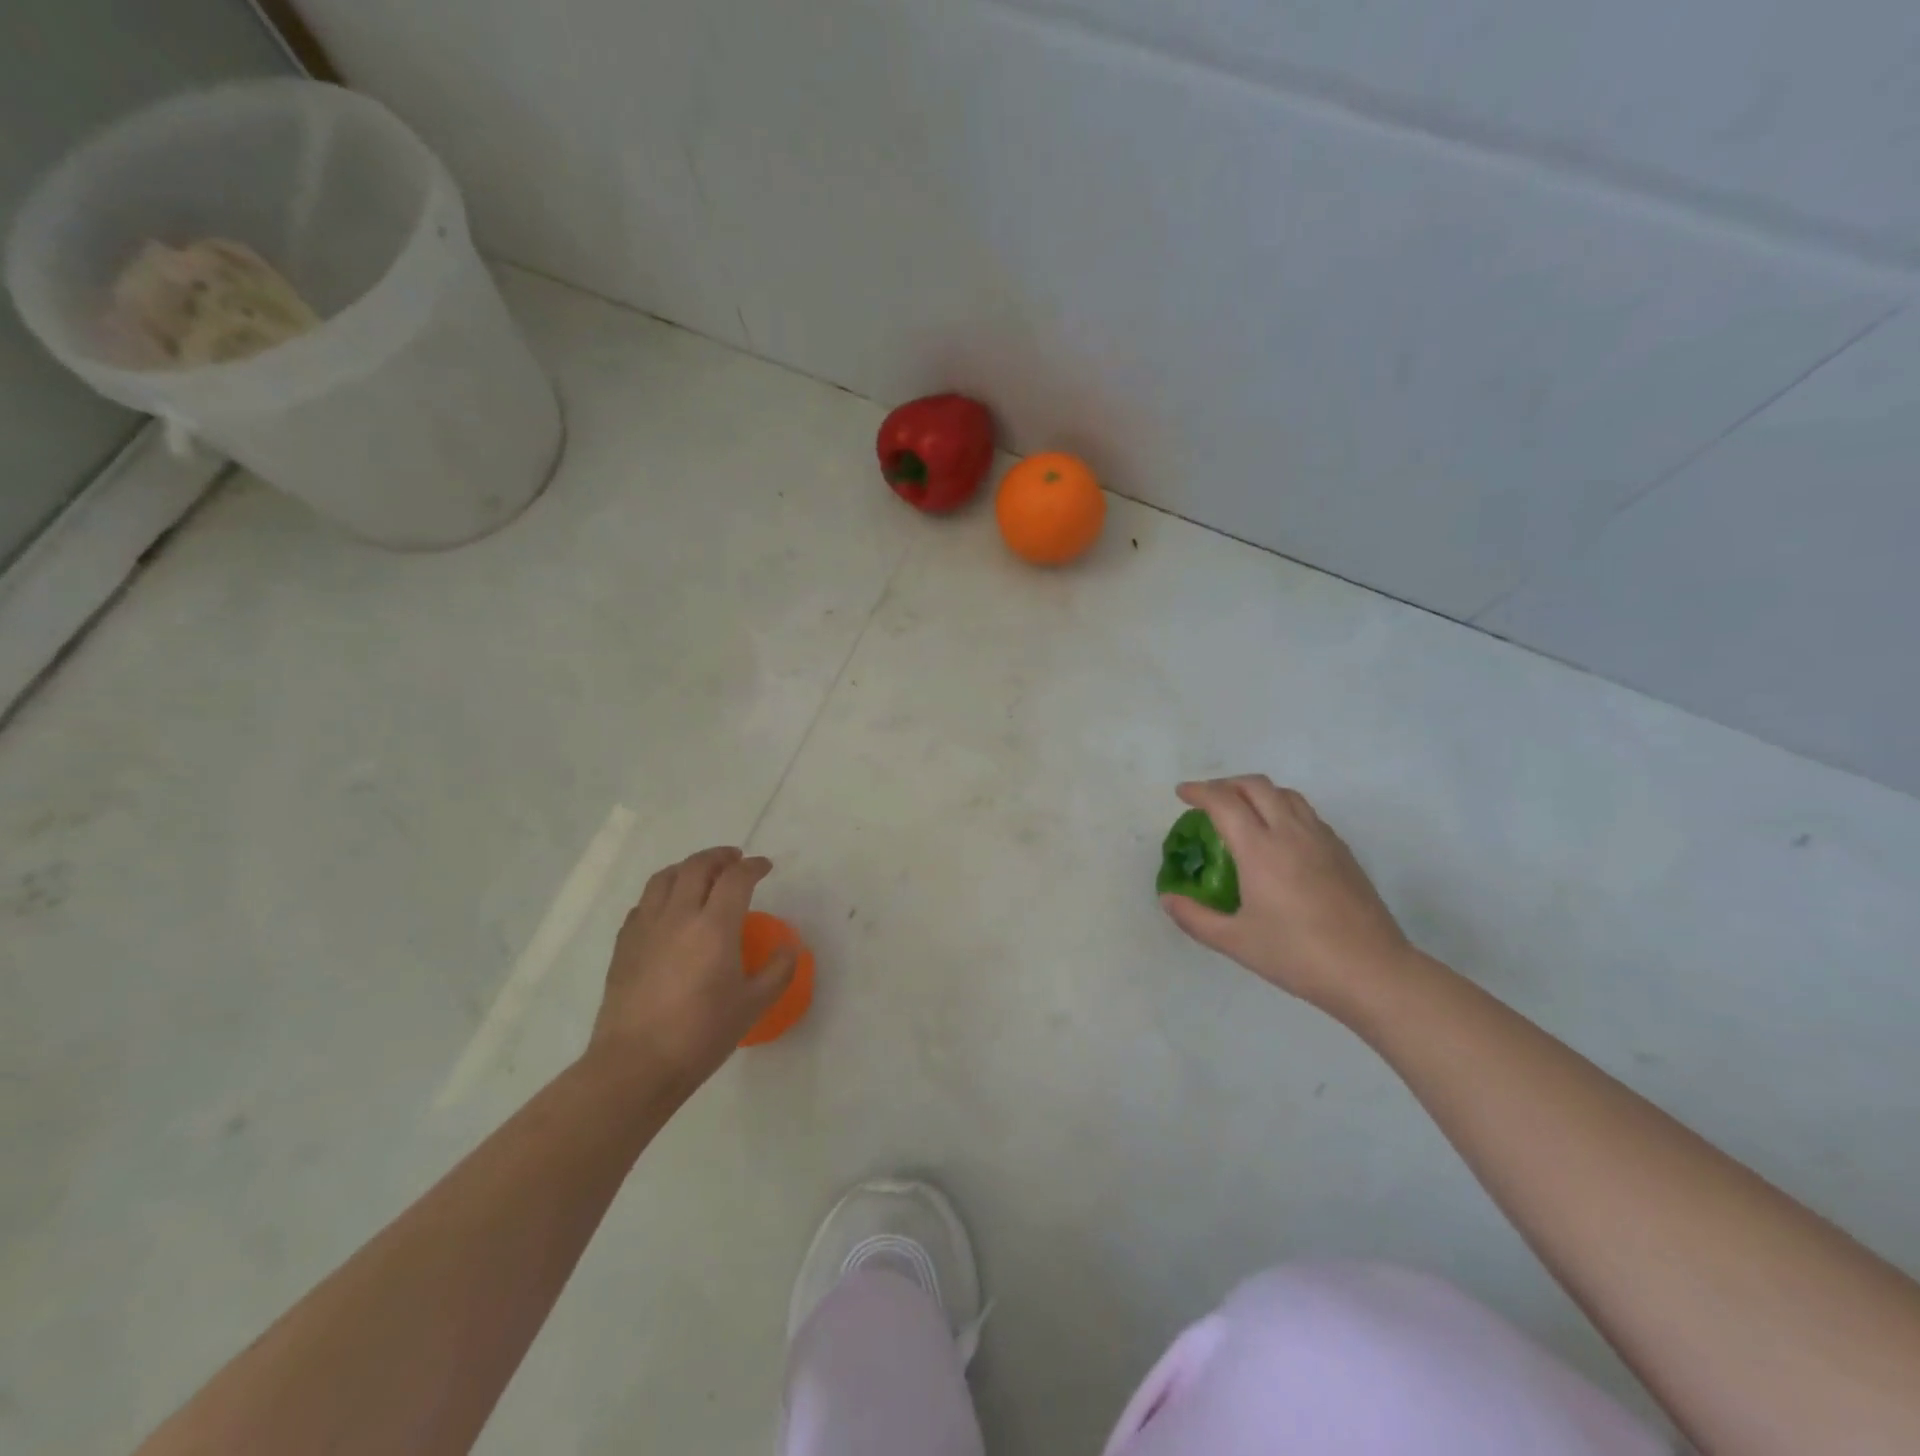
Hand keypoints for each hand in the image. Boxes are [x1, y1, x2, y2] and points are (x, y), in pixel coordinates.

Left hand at [586, 846, 796, 1092]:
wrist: (636, 1065)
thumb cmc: (701, 1034)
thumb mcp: (753, 1005)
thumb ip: (778, 970)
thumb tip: (788, 947)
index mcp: (714, 926)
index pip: (736, 878)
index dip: (753, 866)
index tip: (764, 867)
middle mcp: (678, 916)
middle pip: (697, 867)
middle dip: (720, 857)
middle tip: (735, 860)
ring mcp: (646, 928)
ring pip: (664, 878)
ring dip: (687, 868)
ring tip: (700, 875)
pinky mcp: (624, 945)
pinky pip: (644, 904)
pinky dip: (662, 894)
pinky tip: (669, 910)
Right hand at [1160, 776, 1414, 1018]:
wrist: (1372, 971)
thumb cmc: (1297, 956)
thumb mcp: (1235, 942)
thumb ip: (1194, 918)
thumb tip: (1168, 899)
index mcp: (1260, 849)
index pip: (1224, 802)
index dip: (1199, 791)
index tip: (1182, 794)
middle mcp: (1290, 833)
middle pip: (1256, 786)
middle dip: (1226, 784)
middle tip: (1208, 799)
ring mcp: (1321, 839)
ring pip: (1286, 794)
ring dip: (1257, 792)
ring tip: (1242, 811)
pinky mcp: (1342, 852)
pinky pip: (1307, 813)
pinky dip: (1283, 809)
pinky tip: (1278, 837)